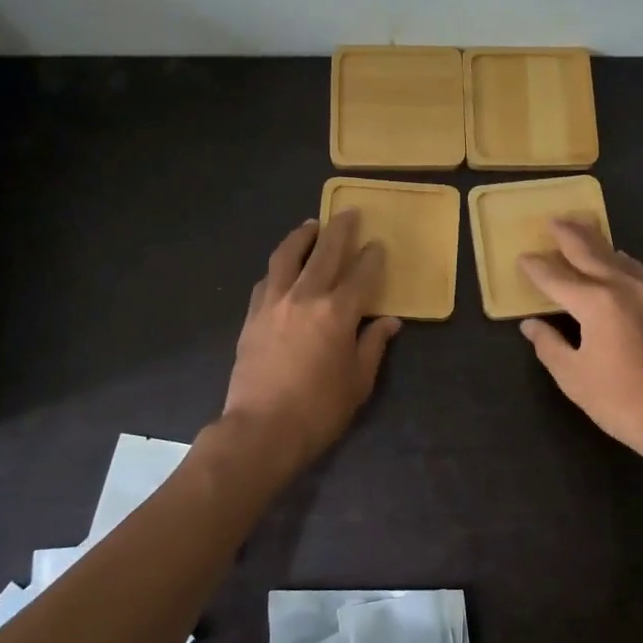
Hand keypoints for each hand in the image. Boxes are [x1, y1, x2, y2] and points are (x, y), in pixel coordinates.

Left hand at [223, 211, 401, 470]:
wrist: (262, 429)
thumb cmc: (319, 410)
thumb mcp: (358, 381)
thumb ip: (373, 345)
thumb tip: (389, 322)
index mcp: (338, 313)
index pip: (361, 274)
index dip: (372, 258)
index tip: (378, 246)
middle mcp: (305, 297)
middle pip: (325, 253)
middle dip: (340, 230)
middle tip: (348, 212)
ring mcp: (274, 303)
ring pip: (288, 257)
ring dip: (302, 236)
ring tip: (311, 225)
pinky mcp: (252, 316)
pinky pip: (267, 280)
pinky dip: (278, 267)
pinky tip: (283, 267)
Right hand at [519, 219, 642, 469]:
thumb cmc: (620, 402)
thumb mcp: (573, 377)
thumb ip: (549, 345)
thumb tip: (531, 325)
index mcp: (596, 303)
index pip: (557, 278)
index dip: (537, 268)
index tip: (522, 257)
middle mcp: (624, 289)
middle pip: (592, 253)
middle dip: (570, 235)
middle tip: (554, 219)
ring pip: (619, 259)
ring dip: (598, 243)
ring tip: (584, 230)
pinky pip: (637, 274)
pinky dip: (620, 262)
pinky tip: (618, 264)